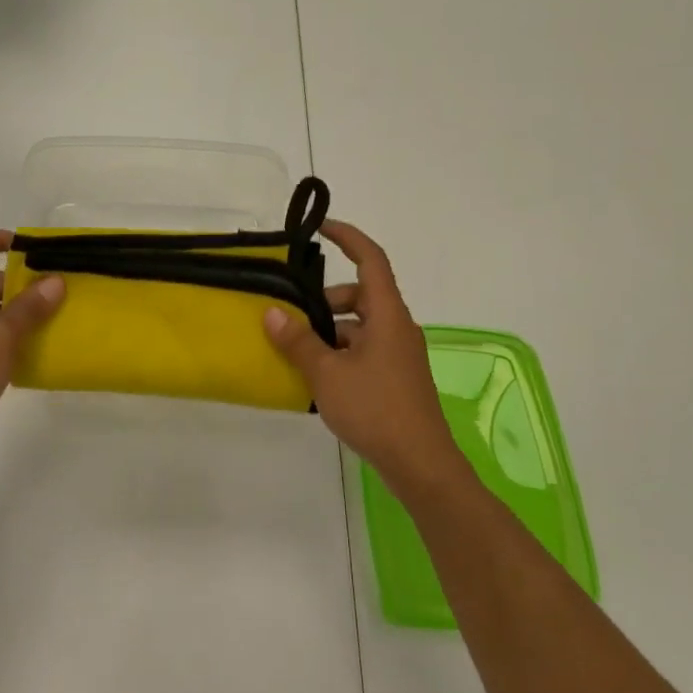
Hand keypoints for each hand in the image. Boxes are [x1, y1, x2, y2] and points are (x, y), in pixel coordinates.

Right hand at [263, 220, 463, 499]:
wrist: (420, 464)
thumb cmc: (376, 409)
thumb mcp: (327, 373)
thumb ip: (298, 341)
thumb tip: (272, 313)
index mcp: (387, 315)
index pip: (371, 260)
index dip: (348, 238)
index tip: (321, 228)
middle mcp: (397, 328)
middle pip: (361, 295)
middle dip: (326, 298)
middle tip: (293, 313)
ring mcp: (399, 355)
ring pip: (360, 326)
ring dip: (330, 330)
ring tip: (297, 351)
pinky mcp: (396, 378)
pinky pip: (364, 350)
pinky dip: (340, 352)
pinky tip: (317, 377)